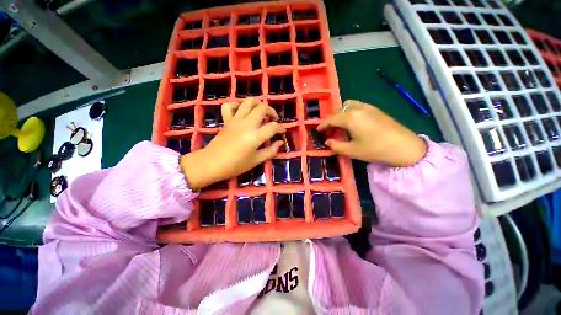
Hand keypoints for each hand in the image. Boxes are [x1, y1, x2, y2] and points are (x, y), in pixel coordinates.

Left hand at [179, 98, 285, 189]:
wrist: (211, 164)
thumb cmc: (235, 165)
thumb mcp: (256, 161)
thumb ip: (270, 151)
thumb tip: (280, 143)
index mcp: (255, 136)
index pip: (273, 127)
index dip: (281, 128)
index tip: (283, 132)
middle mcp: (247, 124)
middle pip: (262, 108)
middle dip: (272, 111)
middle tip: (274, 119)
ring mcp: (235, 120)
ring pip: (248, 102)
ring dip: (258, 104)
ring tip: (262, 112)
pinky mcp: (227, 120)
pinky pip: (229, 106)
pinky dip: (237, 105)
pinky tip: (242, 111)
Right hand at [317, 100, 426, 166]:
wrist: (404, 147)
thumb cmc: (375, 149)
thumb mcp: (352, 151)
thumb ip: (336, 145)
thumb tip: (327, 141)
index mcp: (350, 118)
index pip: (331, 119)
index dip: (322, 124)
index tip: (317, 130)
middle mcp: (358, 108)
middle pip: (338, 110)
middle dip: (330, 119)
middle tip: (328, 130)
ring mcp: (368, 107)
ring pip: (348, 105)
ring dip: (340, 113)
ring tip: (339, 125)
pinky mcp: (375, 109)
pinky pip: (357, 105)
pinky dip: (349, 111)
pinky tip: (352, 122)